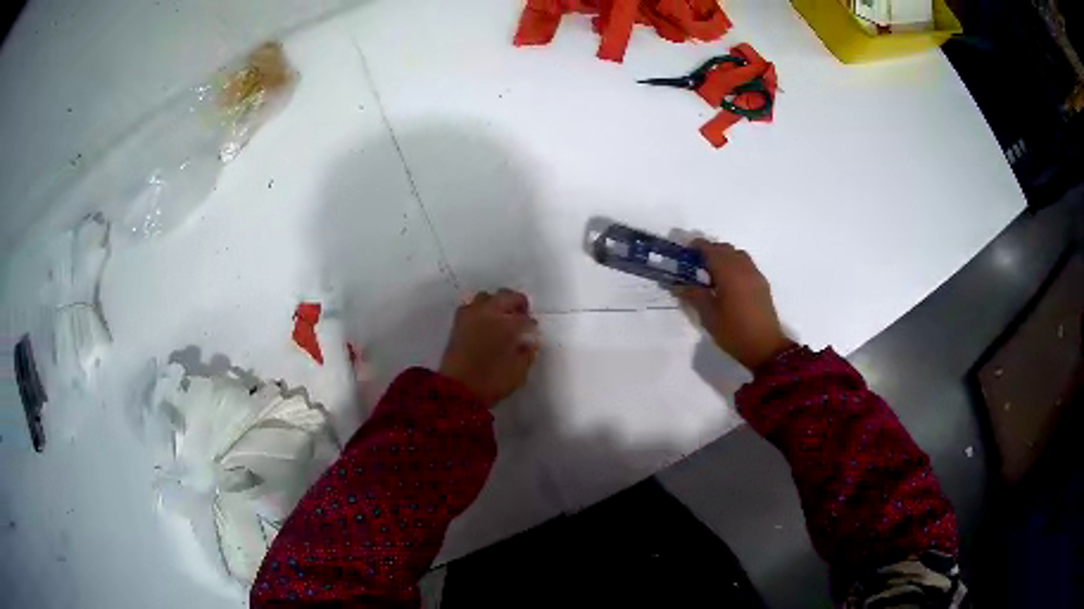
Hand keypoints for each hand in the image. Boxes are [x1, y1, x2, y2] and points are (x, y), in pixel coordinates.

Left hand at [439, 289, 539, 407]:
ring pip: (487, 297)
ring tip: (501, 318)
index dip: (531, 326)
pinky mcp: (457, 322)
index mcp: (508, 324)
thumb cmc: (491, 382)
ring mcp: (471, 315)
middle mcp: (489, 312)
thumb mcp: (519, 372)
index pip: (525, 319)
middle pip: (507, 296)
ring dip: (497, 303)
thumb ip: (527, 353)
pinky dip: (480, 310)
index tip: (532, 334)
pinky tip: (484, 323)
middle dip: (517, 304)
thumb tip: (529, 342)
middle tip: (521, 317)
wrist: (456, 389)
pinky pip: (471, 307)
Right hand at [674, 240, 793, 370]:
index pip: (710, 249)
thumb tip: (678, 284)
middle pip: (725, 249)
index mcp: (729, 273)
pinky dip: (734, 265)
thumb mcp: (709, 316)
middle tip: (696, 265)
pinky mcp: (762, 284)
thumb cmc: (734, 332)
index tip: (685, 252)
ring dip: (723, 257)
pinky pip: (746, 265)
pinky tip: (728, 283)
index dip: (696, 246)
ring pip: (737, 255)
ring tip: (712, 274)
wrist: (766, 348)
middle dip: (710, 251)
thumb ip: (694, 295)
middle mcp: (743, 268)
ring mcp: (755, 275)